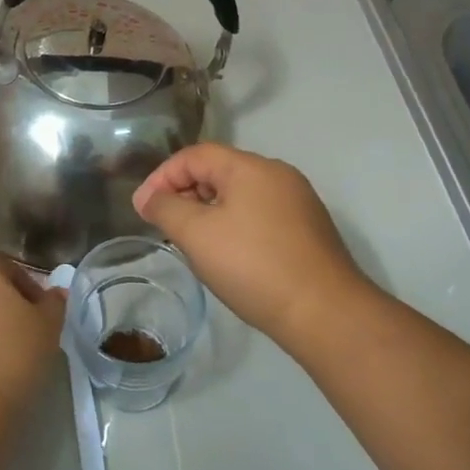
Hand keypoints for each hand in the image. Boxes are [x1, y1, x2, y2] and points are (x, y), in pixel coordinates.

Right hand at [132, 144, 367, 345]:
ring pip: (239, 194)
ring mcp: (297, 202)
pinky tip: (228, 256)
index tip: (143, 209)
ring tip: (192, 242)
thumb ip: (166, 209)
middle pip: (218, 171)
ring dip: (208, 211)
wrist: (327, 314)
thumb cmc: (254, 266)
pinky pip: (260, 214)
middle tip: (165, 226)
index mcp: (251, 167)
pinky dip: (234, 225)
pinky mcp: (309, 230)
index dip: (162, 177)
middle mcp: (277, 175)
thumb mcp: (197, 235)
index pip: (194, 155)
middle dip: (185, 194)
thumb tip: (148, 198)